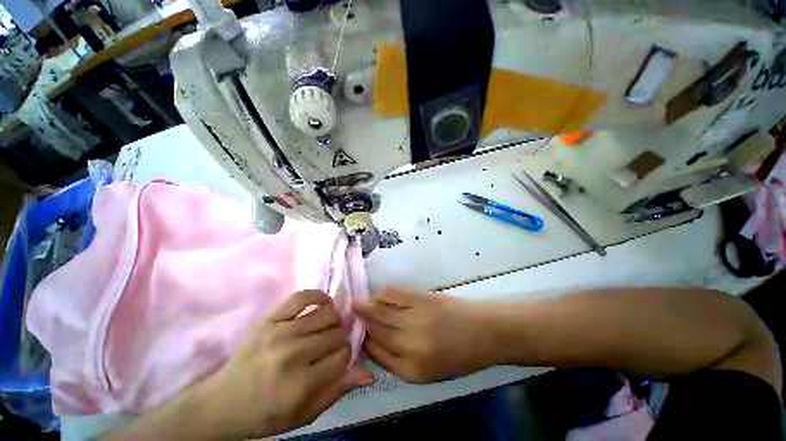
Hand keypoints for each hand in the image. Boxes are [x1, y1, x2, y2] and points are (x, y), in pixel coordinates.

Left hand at [186, 290, 373, 438]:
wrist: (222, 403)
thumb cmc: (266, 414)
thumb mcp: (305, 414)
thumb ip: (338, 391)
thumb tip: (370, 374)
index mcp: (301, 384)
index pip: (343, 356)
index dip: (346, 357)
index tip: (339, 361)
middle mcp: (293, 354)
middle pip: (336, 334)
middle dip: (339, 341)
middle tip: (331, 348)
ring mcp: (281, 332)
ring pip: (327, 315)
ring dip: (333, 322)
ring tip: (327, 330)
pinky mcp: (271, 319)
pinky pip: (303, 296)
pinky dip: (318, 297)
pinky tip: (324, 304)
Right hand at [353, 288, 497, 382]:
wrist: (485, 332)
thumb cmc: (460, 355)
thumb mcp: (430, 372)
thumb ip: (400, 361)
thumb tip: (376, 344)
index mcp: (412, 371)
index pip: (377, 355)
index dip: (364, 343)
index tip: (357, 335)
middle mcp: (410, 346)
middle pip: (375, 332)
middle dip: (361, 324)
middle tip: (350, 316)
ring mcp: (415, 319)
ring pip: (380, 313)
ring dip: (366, 308)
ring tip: (357, 304)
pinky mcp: (421, 299)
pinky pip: (393, 295)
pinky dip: (382, 295)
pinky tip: (378, 296)